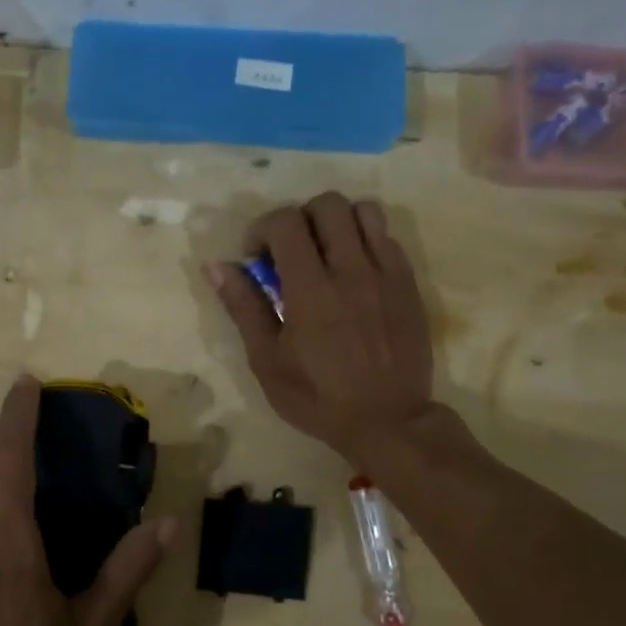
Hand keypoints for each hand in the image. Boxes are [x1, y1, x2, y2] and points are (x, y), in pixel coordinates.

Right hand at [208, 192, 438, 465]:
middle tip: (291, 252)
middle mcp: (351, 269)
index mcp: (310, 289)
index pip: (285, 222)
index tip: (257, 258)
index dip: (262, 229)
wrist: (387, 421)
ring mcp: (386, 274)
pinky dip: (365, 241)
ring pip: (364, 211)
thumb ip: (244, 307)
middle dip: (300, 218)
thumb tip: (217, 266)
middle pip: (327, 204)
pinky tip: (354, 272)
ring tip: (326, 253)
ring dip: (338, 222)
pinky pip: (388, 237)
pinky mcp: (408, 284)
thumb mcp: (267, 361)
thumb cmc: (317, 397)